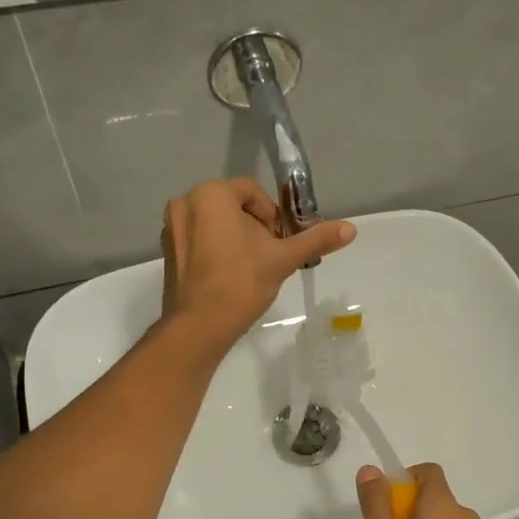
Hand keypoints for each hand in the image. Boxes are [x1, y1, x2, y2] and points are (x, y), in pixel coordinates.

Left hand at [160, 178, 354, 345]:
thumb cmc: (240, 283)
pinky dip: (215, 252)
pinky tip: (228, 277)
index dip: (272, 215)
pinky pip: (198, 242)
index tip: (280, 242)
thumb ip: (315, 239)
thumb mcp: (282, 258)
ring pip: (214, 225)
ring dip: (236, 240)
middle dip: (254, 228)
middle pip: (232, 207)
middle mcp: (185, 203)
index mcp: (210, 194)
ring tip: (250, 269)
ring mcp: (170, 229)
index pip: (251, 192)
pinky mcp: (167, 254)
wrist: (199, 327)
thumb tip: (351, 228)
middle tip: (269, 257)